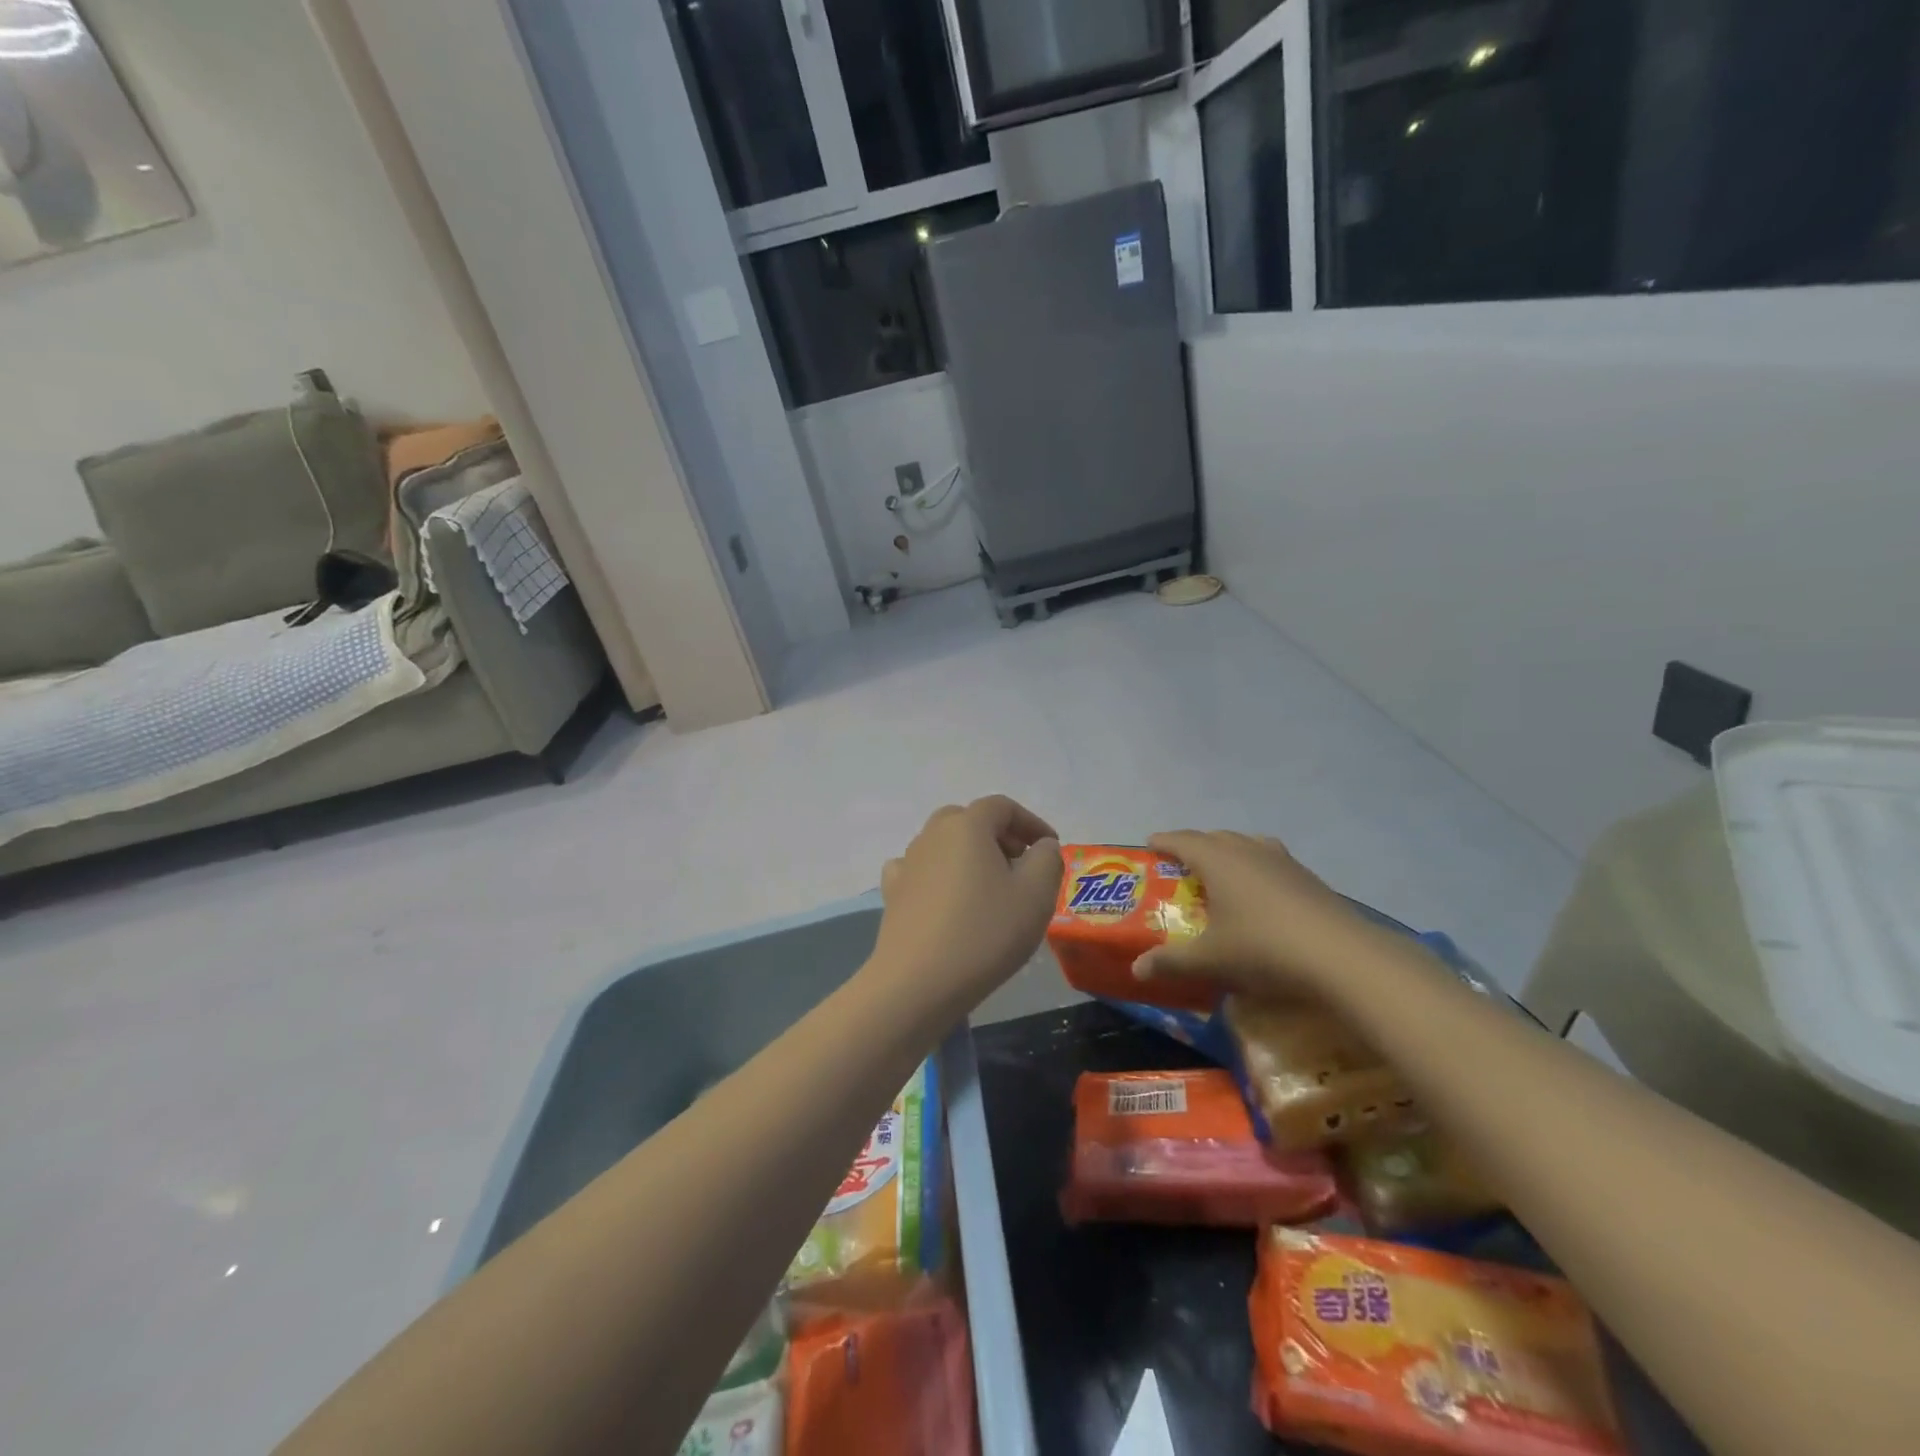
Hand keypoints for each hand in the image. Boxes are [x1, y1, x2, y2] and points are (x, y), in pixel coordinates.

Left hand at [869, 796, 1062, 1017]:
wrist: (918, 982)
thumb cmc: (985, 932)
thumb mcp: (1036, 895)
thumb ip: (1047, 860)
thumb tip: (1041, 845)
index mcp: (967, 825)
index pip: (1002, 806)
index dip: (1031, 822)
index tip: (1050, 848)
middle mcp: (932, 834)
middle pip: (969, 820)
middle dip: (999, 835)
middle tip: (1021, 863)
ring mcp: (907, 862)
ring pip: (944, 844)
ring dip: (970, 855)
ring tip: (990, 887)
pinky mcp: (893, 892)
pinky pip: (920, 869)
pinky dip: (939, 874)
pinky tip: (948, 897)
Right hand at [1131, 830, 1369, 998]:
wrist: (1342, 958)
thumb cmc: (1264, 949)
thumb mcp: (1210, 960)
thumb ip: (1170, 962)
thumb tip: (1136, 969)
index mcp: (1218, 860)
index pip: (1183, 840)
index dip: (1163, 841)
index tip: (1149, 845)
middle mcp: (1248, 850)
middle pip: (1214, 838)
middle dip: (1194, 847)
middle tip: (1179, 866)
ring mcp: (1283, 861)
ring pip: (1246, 845)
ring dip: (1228, 853)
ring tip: (1220, 874)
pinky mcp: (1308, 878)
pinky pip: (1270, 861)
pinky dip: (1255, 868)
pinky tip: (1260, 895)